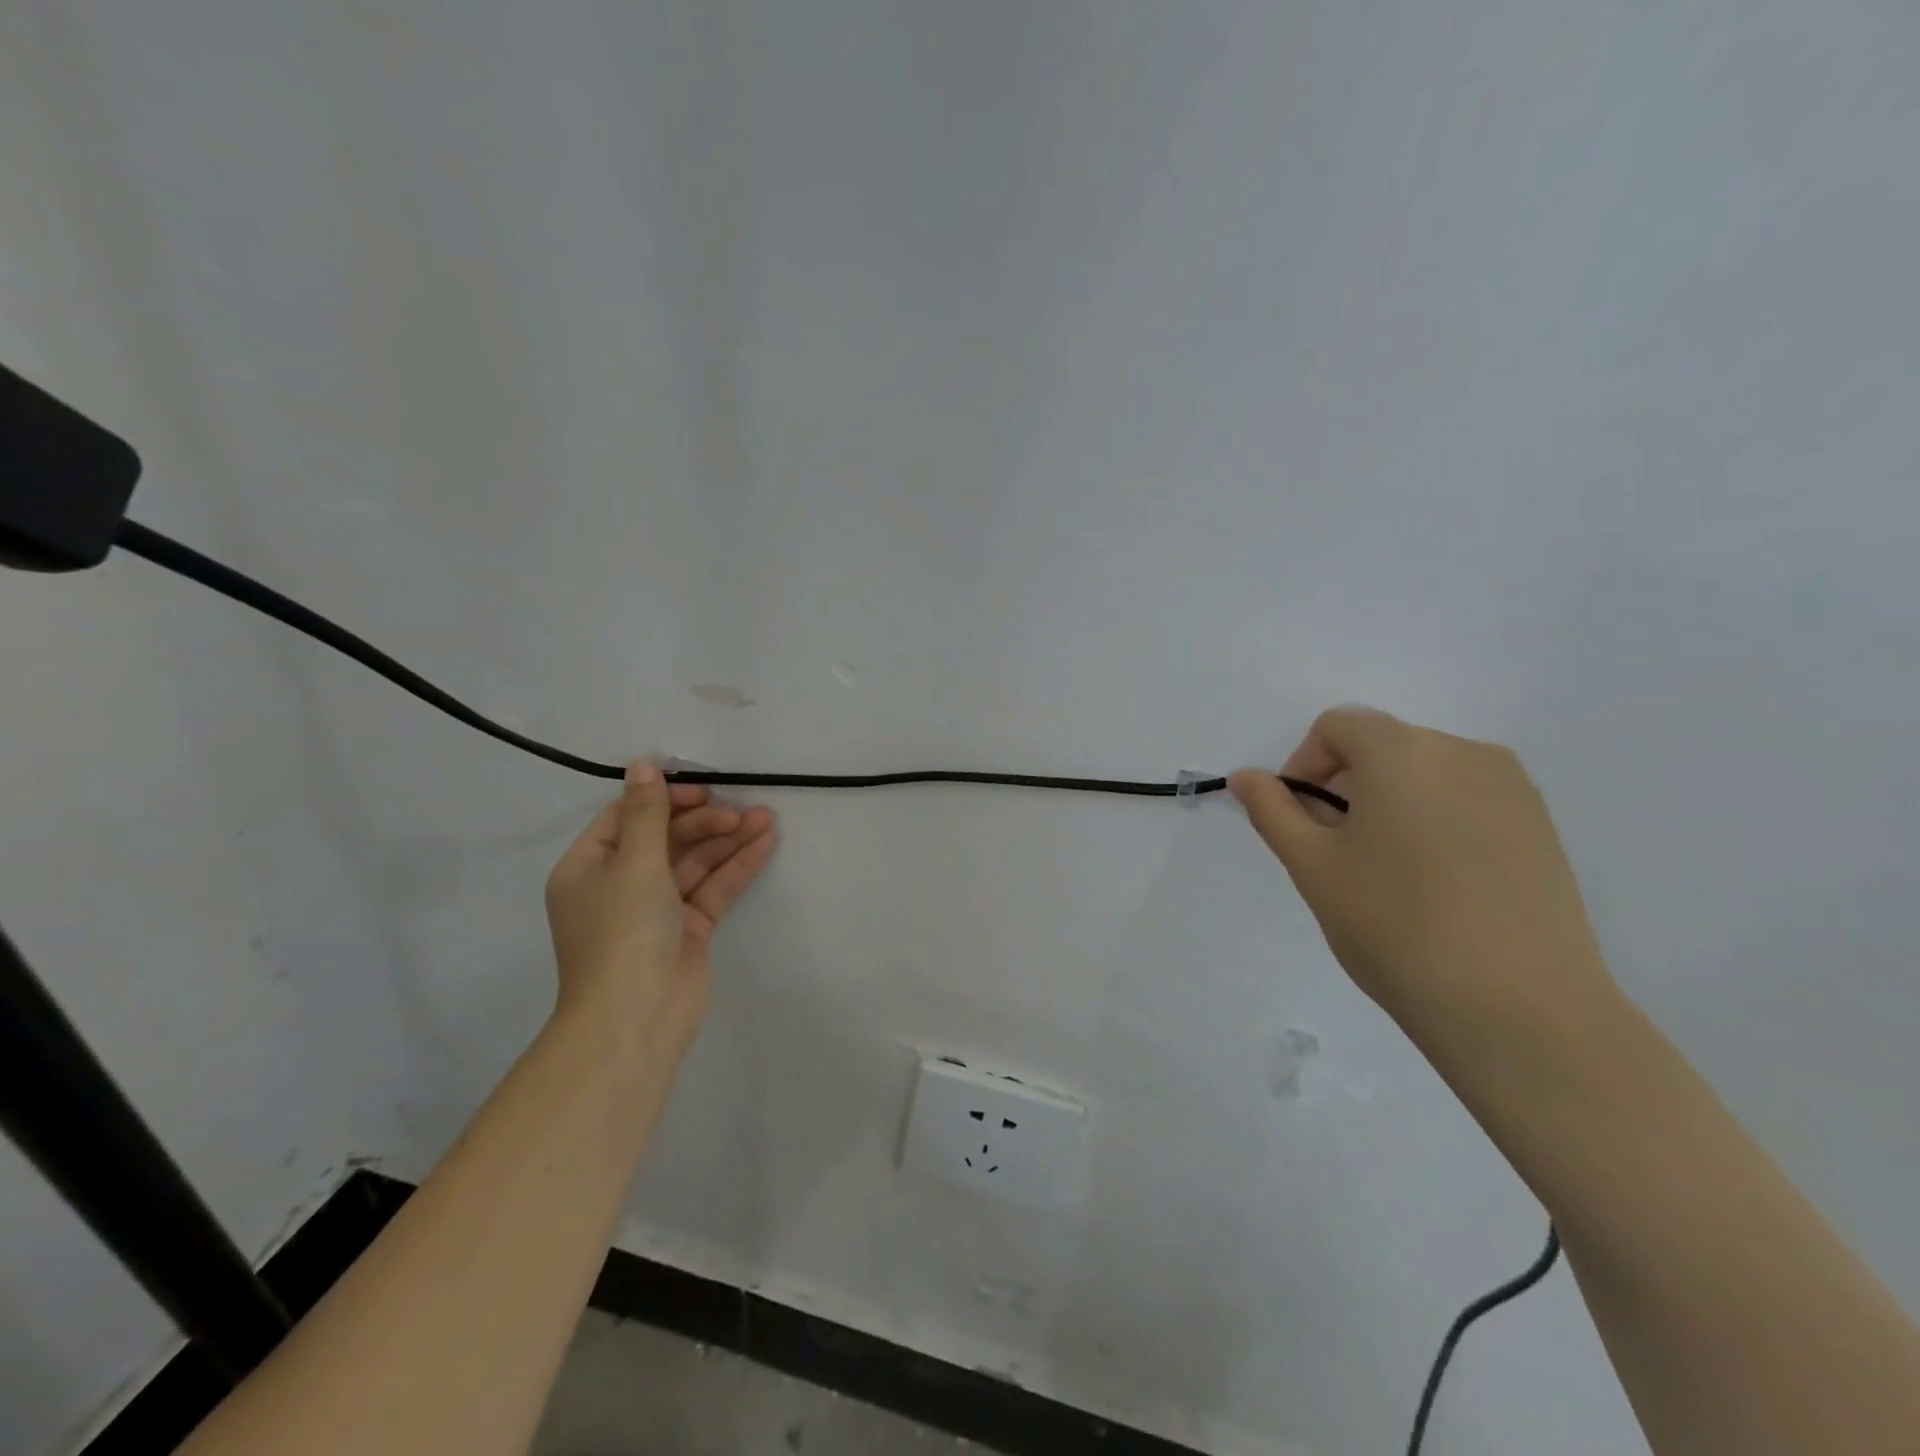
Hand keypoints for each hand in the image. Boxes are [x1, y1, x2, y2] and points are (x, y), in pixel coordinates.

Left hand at [544, 762, 777, 1056]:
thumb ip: (647, 813)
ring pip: (694, 862)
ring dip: (727, 840)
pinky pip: (712, 887)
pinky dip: (736, 866)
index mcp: (589, 867)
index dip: (665, 799)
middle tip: (740, 812)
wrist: (636, 1017)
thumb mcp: (633, 863)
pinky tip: (765, 843)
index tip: (703, 789)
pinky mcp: (688, 929)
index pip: (627, 817)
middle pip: (666, 838)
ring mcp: (656, 908)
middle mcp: (620, 884)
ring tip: (765, 818)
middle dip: (704, 821)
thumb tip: (642, 765)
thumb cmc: (623, 932)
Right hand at [1229, 708, 1614, 1031]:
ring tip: (1386, 872)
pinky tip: (1436, 884)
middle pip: (1382, 746)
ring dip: (1390, 803)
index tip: (1301, 820)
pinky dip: (1434, 821)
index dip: (1304, 764)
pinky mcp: (1541, 827)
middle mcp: (1463, 752)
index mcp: (1402, 752)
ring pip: (1425, 774)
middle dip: (1345, 785)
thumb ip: (1272, 811)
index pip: (1337, 726)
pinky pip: (1467, 800)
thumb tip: (1245, 777)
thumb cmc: (1394, 925)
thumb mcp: (1313, 866)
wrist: (1518, 1008)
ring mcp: (1512, 788)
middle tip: (1336, 852)